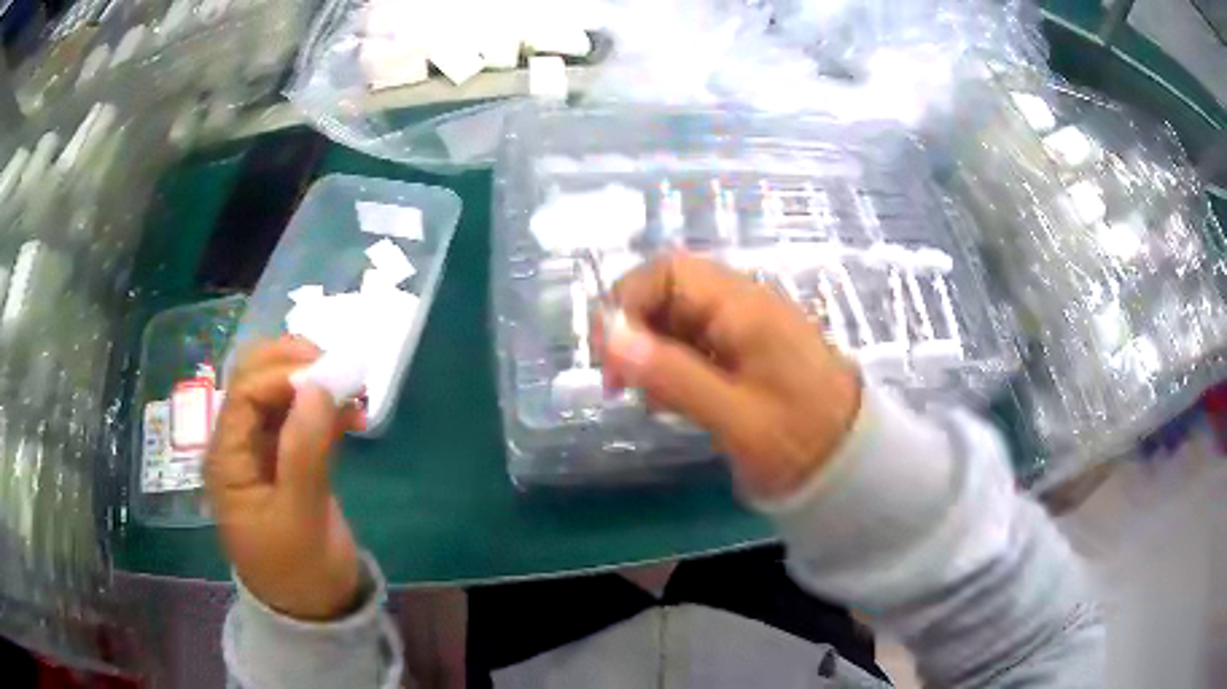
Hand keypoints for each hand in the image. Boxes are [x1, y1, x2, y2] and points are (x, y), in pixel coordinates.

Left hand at [206, 337, 366, 620]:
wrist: (312, 608)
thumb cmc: (298, 571)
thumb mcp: (301, 519)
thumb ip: (304, 452)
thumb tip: (318, 386)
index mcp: (227, 458)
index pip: (245, 393)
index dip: (283, 375)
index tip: (329, 378)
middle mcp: (238, 443)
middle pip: (255, 378)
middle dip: (295, 364)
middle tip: (339, 370)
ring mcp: (262, 448)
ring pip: (279, 391)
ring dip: (313, 382)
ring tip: (354, 392)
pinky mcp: (286, 457)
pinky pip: (301, 415)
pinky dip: (325, 407)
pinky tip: (353, 416)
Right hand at [603, 255, 861, 498]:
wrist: (852, 459)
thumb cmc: (800, 438)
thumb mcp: (735, 415)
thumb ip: (673, 376)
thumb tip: (611, 338)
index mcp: (743, 306)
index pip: (667, 272)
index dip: (627, 303)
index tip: (610, 357)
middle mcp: (741, 304)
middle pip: (668, 293)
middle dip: (636, 332)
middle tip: (622, 384)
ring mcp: (744, 326)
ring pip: (677, 320)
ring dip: (652, 353)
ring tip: (652, 401)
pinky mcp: (745, 350)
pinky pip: (695, 343)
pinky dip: (673, 367)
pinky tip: (675, 403)